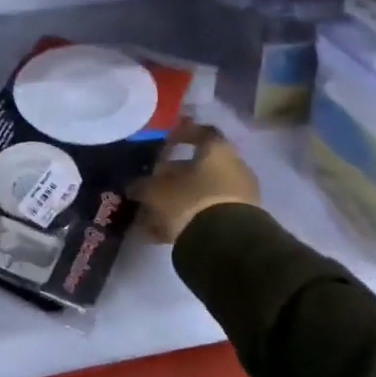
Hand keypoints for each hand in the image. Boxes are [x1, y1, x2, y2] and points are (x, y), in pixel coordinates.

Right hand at [133, 121, 260, 242]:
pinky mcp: (239, 223)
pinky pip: (209, 215)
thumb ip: (143, 186)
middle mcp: (234, 168)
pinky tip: (164, 233)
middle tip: (151, 184)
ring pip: (203, 193)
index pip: (201, 132)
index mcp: (217, 150)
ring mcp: (240, 196)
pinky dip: (188, 219)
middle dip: (173, 176)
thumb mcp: (156, 191)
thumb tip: (135, 187)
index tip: (165, 140)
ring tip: (152, 214)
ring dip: (179, 201)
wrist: (227, 244)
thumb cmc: (190, 201)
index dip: (182, 134)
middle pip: (200, 167)